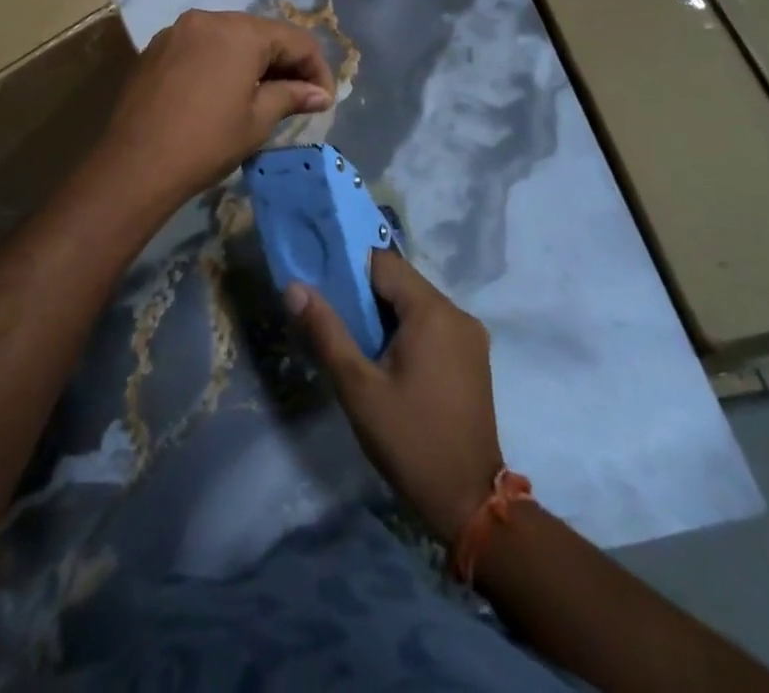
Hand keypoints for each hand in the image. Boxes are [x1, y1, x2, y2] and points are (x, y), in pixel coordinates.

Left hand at [85, 10, 334, 216]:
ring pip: (230, 37)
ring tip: (263, 96)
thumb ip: (292, 96)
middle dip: (285, 62)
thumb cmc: (206, 142)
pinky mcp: (156, 47)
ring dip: (253, 61)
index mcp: (240, 31)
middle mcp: (209, 19)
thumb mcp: (258, 120)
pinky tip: (223, 92)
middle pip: (262, 33)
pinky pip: (202, 46)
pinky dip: (221, 62)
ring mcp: (178, 31)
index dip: (316, 69)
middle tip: (298, 98)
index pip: (296, 40)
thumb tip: (319, 93)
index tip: (323, 101)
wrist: (135, 164)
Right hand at [289, 251, 503, 544]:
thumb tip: (295, 286)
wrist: (469, 503)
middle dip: (365, 293)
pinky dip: (406, 329)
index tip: (322, 284)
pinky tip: (385, 357)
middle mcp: (457, 313)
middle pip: (401, 282)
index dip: (349, 268)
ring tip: (354, 338)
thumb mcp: (357, 387)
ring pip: (416, 303)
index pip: (384, 263)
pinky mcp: (473, 356)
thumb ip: (325, 330)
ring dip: (385, 312)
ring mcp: (470, 335)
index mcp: (433, 311)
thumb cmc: (409, 440)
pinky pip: (432, 324)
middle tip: (332, 315)